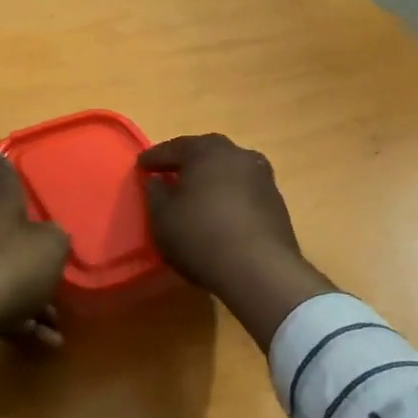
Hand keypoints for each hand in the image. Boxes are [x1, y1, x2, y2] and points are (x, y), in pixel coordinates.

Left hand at [0, 150, 69, 394]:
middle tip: (52, 265)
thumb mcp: (51, 248)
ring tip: (56, 322)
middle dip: (27, 247)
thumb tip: (48, 239)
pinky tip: (42, 341)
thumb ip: (55, 239)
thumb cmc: (7, 267)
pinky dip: (14, 318)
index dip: (0, 163)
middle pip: (1, 225)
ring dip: (28, 294)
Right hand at [138, 134, 334, 349]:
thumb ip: (155, 193)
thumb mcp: (162, 217)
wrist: (259, 269)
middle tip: (169, 174)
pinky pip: (244, 191)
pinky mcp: (276, 202)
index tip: (141, 166)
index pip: (174, 147)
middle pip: (205, 154)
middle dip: (186, 163)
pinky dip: (229, 196)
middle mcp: (237, 154)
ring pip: (228, 171)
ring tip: (197, 194)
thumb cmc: (200, 235)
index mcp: (207, 150)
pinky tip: (220, 213)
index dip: (154, 158)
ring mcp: (262, 177)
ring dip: (211, 179)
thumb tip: (157, 180)